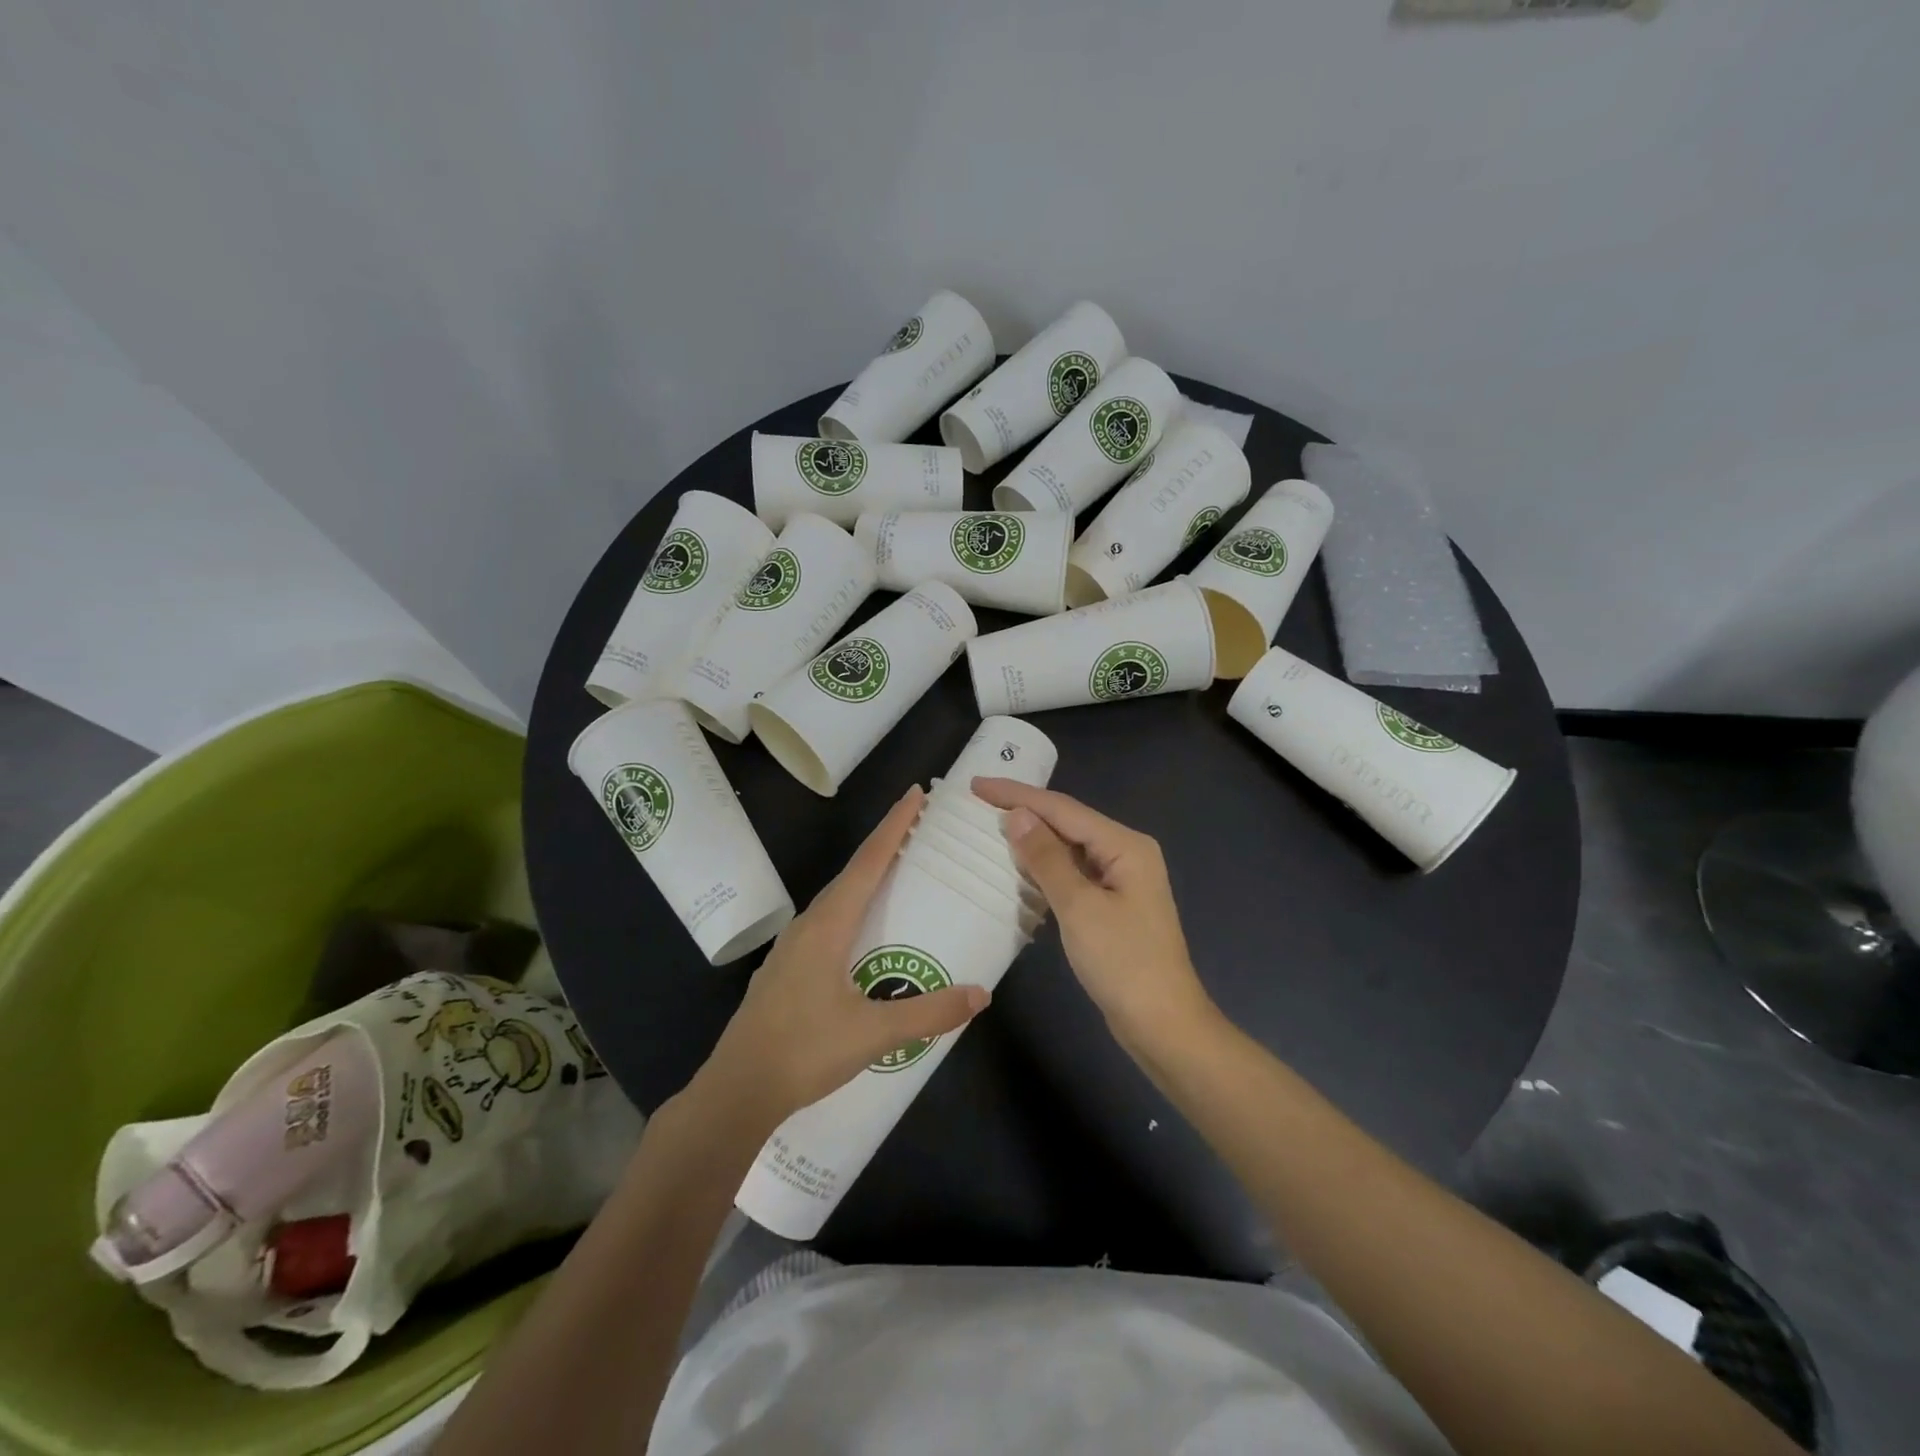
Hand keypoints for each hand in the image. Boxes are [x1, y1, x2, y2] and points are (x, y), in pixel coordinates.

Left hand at [693, 785, 988, 1125]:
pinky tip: (863, 930)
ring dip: (867, 878)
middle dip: (885, 845)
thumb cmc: (804, 1051)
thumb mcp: (873, 1034)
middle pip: (852, 873)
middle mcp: (808, 926)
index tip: (915, 793)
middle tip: (918, 827)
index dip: (893, 826)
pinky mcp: (787, 970)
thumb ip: (929, 1013)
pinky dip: (853, 908)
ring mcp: (792, 948)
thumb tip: (981, 994)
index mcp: (827, 926)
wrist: (737, 1090)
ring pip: (837, 899)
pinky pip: (827, 923)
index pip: (868, 863)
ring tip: (898, 872)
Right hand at [972, 778, 1214, 1053]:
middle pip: (1067, 823)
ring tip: (989, 827)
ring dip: (1031, 840)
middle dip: (1023, 811)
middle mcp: (1126, 853)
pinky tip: (1017, 868)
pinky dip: (1044, 868)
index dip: (1017, 795)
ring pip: (1068, 848)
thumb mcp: (1079, 907)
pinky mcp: (1111, 904)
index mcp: (1125, 845)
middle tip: (978, 803)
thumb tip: (1017, 814)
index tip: (977, 785)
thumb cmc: (1123, 963)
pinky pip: (1072, 874)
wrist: (1162, 1024)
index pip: (1063, 809)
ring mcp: (1120, 880)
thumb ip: (1046, 858)